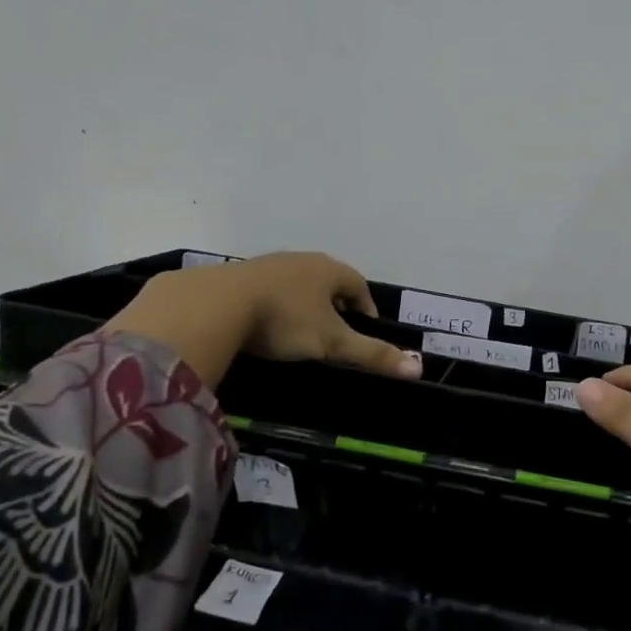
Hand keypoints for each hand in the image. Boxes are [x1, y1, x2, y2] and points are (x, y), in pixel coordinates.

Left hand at [231, 252, 420, 374]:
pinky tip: (265, 325)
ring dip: (304, 303)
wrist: (213, 305)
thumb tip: (417, 369)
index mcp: (328, 270)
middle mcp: (301, 260)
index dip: (366, 307)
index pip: (358, 285)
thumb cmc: (284, 320)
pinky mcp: (238, 276)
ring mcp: (267, 265)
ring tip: (302, 331)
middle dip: (336, 304)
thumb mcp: (331, 342)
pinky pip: (267, 289)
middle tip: (336, 332)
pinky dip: (274, 305)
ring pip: (296, 284)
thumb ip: (371, 355)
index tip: (366, 329)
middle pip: (328, 281)